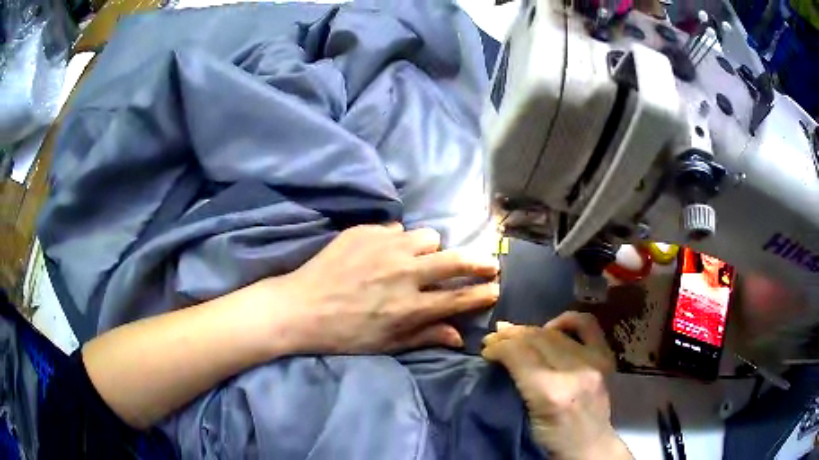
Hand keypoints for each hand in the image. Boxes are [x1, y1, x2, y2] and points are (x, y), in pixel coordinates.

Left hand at [263, 223, 499, 353]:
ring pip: (428, 237)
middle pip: (456, 260)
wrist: (300, 307)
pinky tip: (384, 252)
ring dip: (430, 249)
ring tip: (418, 258)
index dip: (484, 292)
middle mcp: (405, 273)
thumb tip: (459, 337)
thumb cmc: (343, 334)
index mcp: (411, 307)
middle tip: (487, 263)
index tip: (496, 287)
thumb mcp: (385, 344)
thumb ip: (425, 337)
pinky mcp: (366, 231)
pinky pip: (397, 229)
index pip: (460, 297)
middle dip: (479, 262)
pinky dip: (398, 240)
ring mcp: (386, 247)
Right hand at [482, 312, 631, 459]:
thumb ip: (515, 385)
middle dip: (510, 336)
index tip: (486, 351)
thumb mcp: (525, 419)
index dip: (499, 347)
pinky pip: (587, 325)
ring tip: (514, 333)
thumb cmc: (552, 442)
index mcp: (552, 393)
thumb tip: (500, 355)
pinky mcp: (605, 358)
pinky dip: (568, 320)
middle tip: (493, 339)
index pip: (520, 354)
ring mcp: (594, 362)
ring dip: (530, 330)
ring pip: (555, 332)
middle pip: (537, 338)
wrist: (590, 448)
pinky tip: (553, 326)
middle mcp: (575, 371)